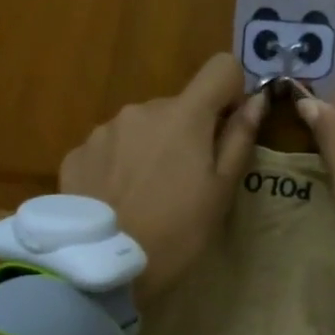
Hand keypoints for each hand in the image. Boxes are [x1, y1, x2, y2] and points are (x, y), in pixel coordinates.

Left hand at [59, 54, 266, 298]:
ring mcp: (104, 130)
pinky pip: (109, 147)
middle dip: (186, 132)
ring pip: (141, 126)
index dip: (231, 91)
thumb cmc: (175, 232)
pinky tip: (116, 200)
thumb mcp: (220, 192)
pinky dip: (118, 164)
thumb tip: (257, 99)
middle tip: (184, 182)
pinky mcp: (76, 153)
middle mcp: (141, 109)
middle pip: (178, 105)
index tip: (226, 128)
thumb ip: (239, 138)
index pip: (221, 67)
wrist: (100, 266)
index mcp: (184, 115)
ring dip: (149, 147)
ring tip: (145, 196)